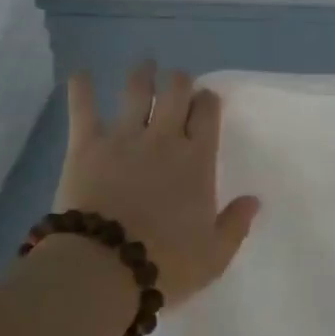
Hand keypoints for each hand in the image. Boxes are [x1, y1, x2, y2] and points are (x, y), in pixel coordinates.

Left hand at [57, 62, 260, 306]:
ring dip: (143, 73)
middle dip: (180, 80)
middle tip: (178, 82)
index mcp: (197, 160)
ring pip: (137, 89)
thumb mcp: (213, 256)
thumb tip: (254, 200)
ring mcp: (124, 136)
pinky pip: (83, 107)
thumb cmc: (164, 265)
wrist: (104, 269)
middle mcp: (164, 138)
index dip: (208, 101)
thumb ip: (235, 224)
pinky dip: (81, 87)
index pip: (209, 113)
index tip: (206, 102)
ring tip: (145, 66)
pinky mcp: (87, 143)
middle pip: (177, 90)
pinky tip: (80, 74)